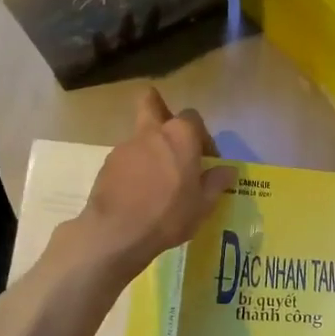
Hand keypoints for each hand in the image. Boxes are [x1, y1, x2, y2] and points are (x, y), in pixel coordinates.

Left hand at [78, 88, 236, 272]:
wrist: (116, 232)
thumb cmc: (168, 215)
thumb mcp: (203, 204)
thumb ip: (216, 182)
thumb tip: (227, 170)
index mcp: (180, 136)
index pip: (194, 118)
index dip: (202, 136)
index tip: (206, 160)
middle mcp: (151, 132)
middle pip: (152, 103)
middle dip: (160, 108)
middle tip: (171, 136)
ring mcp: (125, 146)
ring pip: (140, 135)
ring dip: (150, 149)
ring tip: (157, 180)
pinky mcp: (107, 164)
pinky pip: (126, 158)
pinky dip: (134, 168)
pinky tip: (138, 193)